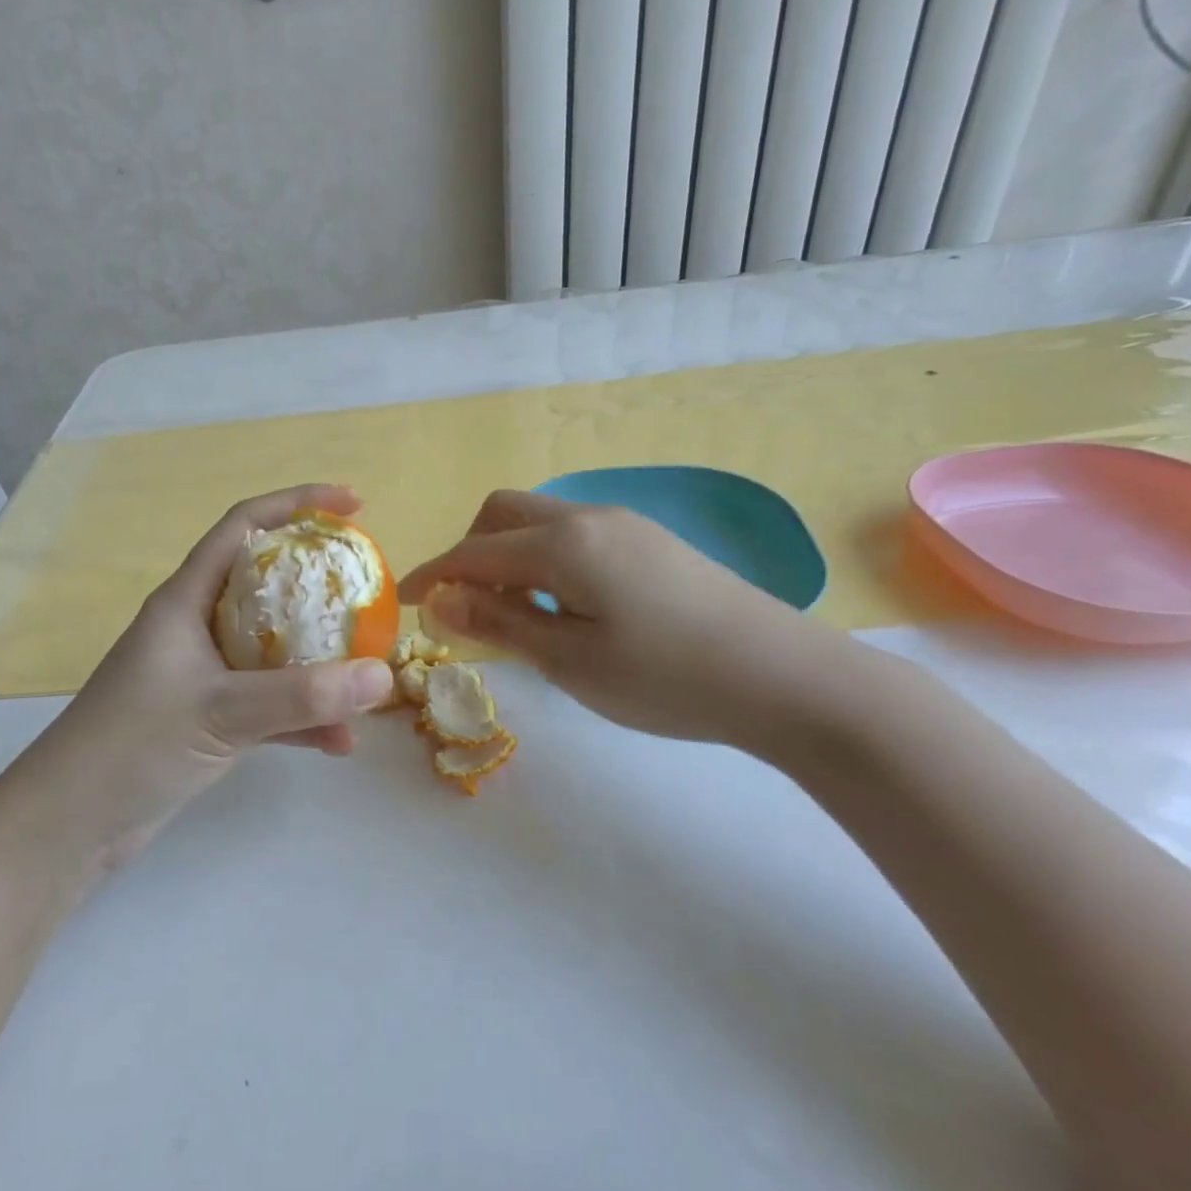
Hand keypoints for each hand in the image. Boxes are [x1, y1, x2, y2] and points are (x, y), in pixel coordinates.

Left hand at [28, 485, 396, 858]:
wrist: (70, 825)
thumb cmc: (132, 746)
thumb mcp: (222, 711)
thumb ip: (303, 695)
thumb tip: (383, 675)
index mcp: (187, 600)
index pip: (244, 526)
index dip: (298, 504)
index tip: (354, 505)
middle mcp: (197, 628)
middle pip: (268, 584)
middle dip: (321, 584)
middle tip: (369, 591)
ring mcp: (203, 675)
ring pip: (274, 649)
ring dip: (319, 660)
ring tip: (367, 673)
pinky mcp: (208, 719)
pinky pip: (269, 704)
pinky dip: (302, 717)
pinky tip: (339, 742)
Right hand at [397, 490, 861, 756]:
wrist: (786, 678)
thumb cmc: (666, 677)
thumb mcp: (570, 660)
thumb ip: (500, 621)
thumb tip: (439, 598)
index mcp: (563, 543)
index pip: (474, 550)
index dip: (433, 574)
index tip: (404, 602)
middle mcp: (589, 517)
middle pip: (503, 512)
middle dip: (469, 551)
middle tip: (464, 606)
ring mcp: (625, 524)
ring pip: (541, 520)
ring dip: (508, 554)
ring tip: (512, 612)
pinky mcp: (651, 542)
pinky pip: (574, 534)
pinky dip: (544, 558)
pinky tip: (564, 604)